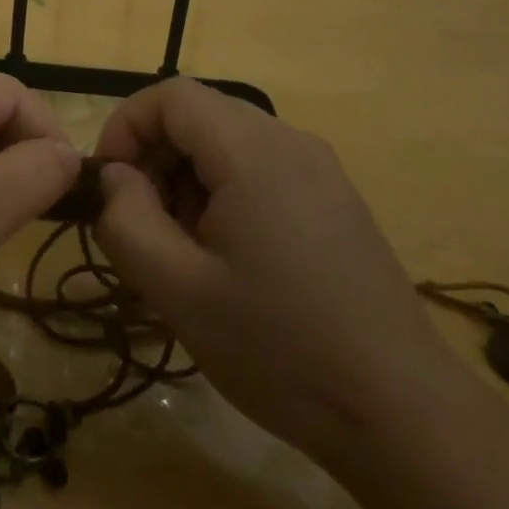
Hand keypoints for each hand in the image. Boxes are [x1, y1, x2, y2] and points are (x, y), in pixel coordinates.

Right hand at [92, 79, 459, 462]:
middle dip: (155, 158)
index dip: (125, 127)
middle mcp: (290, 142)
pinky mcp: (335, 200)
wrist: (401, 413)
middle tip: (143, 225)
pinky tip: (229, 259)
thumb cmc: (279, 346)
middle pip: (199, 116)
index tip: (108, 184)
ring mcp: (320, 170)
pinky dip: (224, 193)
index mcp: (252, 151)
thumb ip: (126, 220)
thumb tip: (114, 177)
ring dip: (188, 179)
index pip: (170, 96)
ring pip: (228, 143)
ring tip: (185, 250)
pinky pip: (261, 169)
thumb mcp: (178, 290)